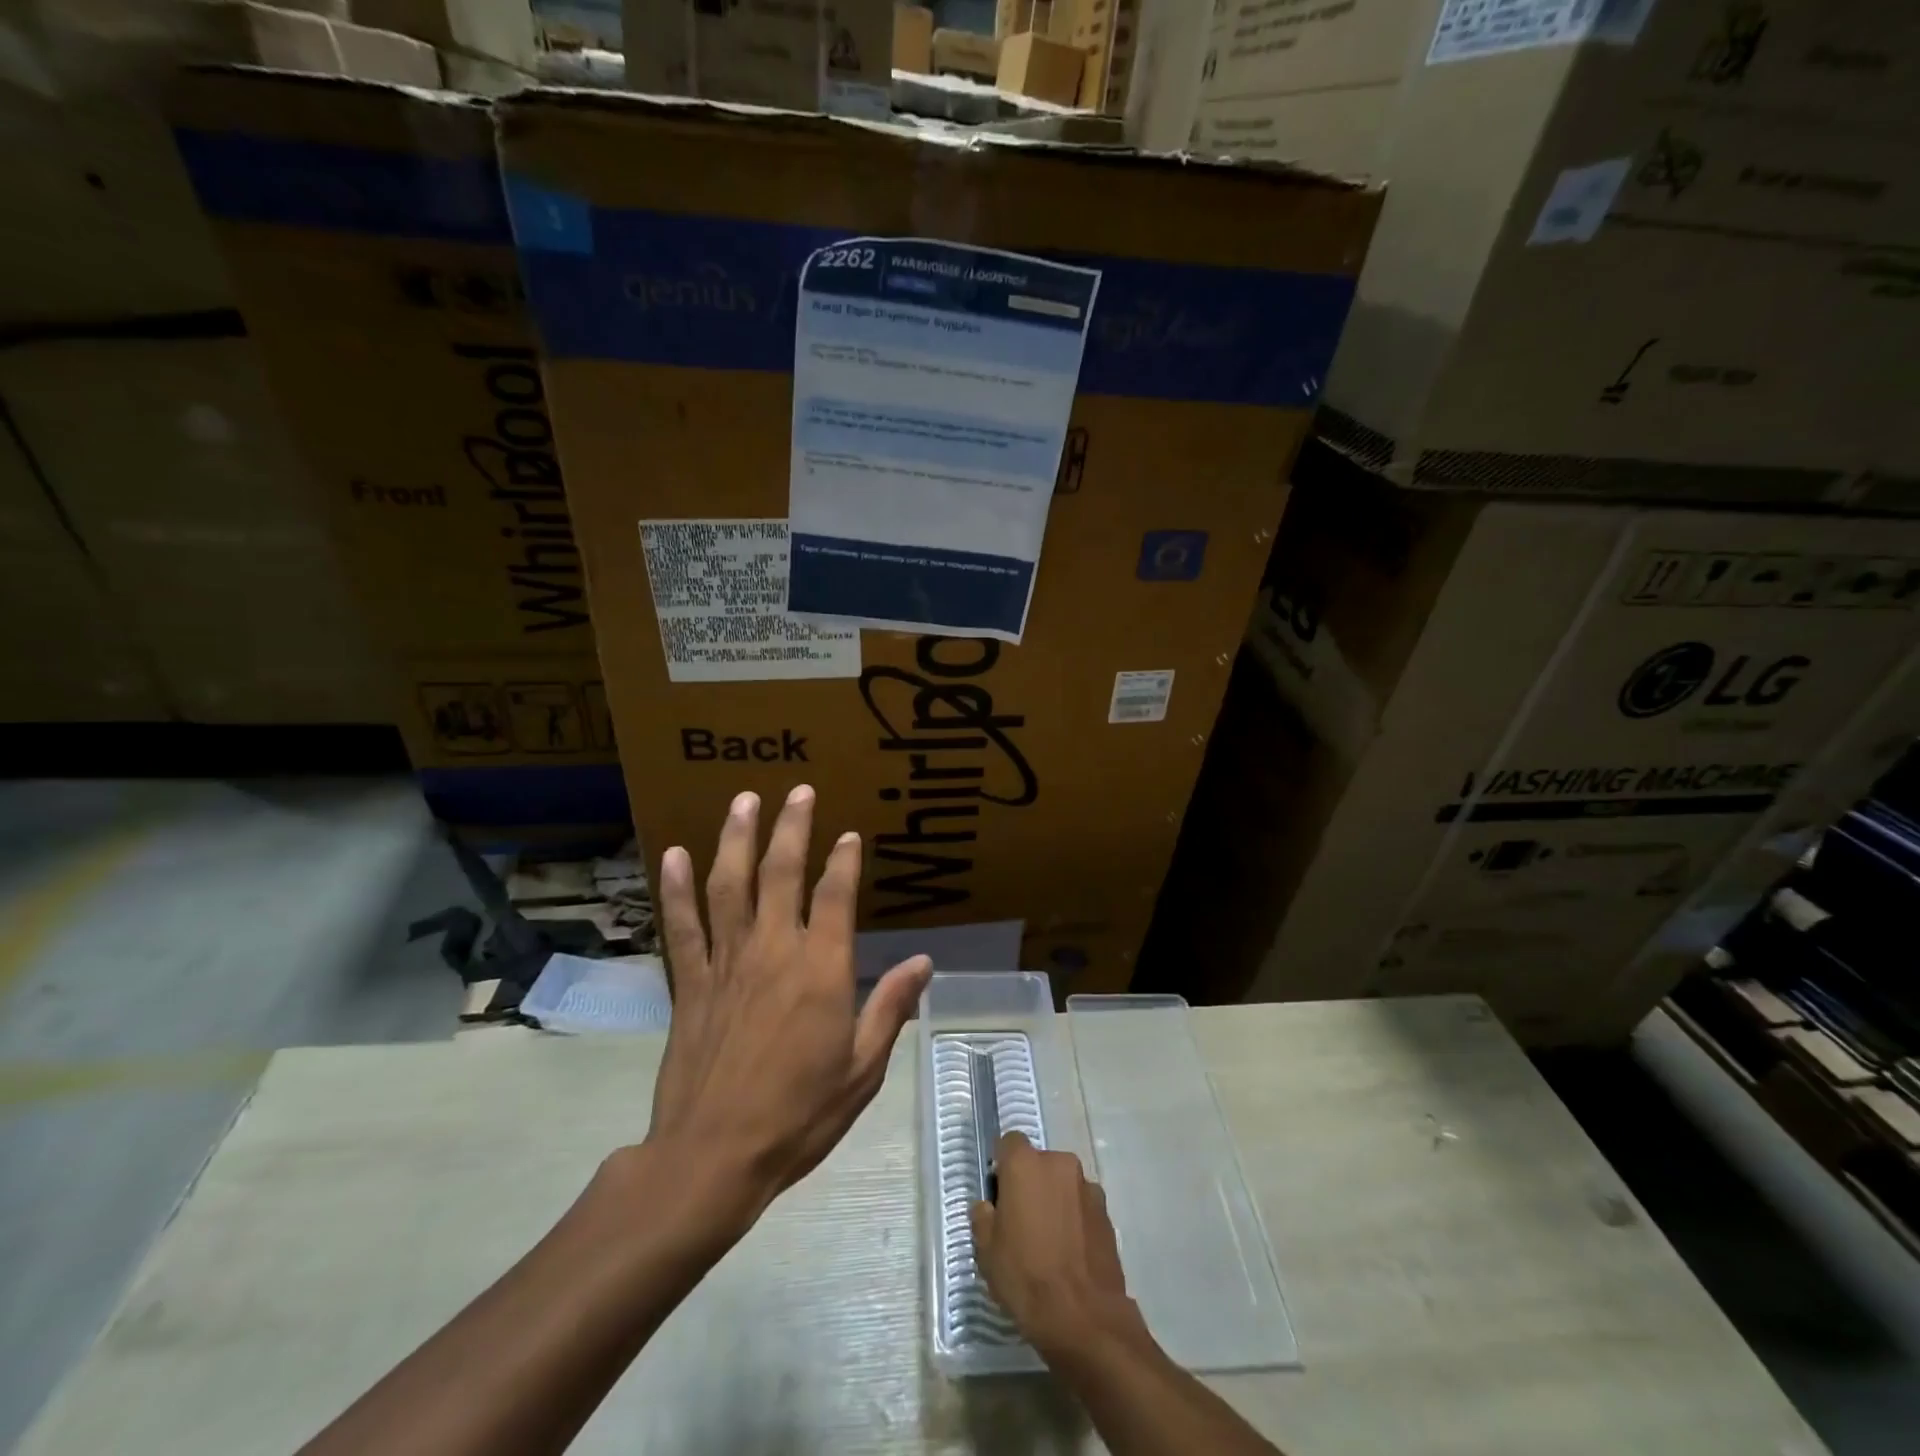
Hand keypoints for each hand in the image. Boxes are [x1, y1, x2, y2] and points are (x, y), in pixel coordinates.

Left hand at [647, 785, 931, 1220]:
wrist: (713, 1157)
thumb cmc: (799, 1115)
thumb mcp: (862, 1069)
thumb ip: (890, 1009)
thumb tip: (923, 962)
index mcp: (822, 970)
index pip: (836, 897)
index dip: (845, 861)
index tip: (850, 836)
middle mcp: (774, 950)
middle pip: (782, 873)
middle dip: (792, 827)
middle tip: (798, 790)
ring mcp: (727, 962)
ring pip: (730, 885)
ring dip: (737, 839)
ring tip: (744, 801)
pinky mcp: (690, 982)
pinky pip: (682, 925)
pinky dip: (676, 888)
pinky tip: (674, 854)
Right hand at [970, 1131, 1149, 1360]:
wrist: (1084, 1318)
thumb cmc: (1026, 1278)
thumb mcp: (987, 1251)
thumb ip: (983, 1217)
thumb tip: (988, 1207)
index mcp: (1025, 1164)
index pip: (1009, 1143)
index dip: (1002, 1165)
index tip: (999, 1193)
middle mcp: (1059, 1163)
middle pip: (1038, 1163)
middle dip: (1030, 1184)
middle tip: (1021, 1222)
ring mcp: (1087, 1186)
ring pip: (1062, 1184)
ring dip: (1054, 1200)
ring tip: (1049, 1241)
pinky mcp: (1106, 1212)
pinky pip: (1081, 1205)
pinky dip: (1074, 1218)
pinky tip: (1069, 1252)